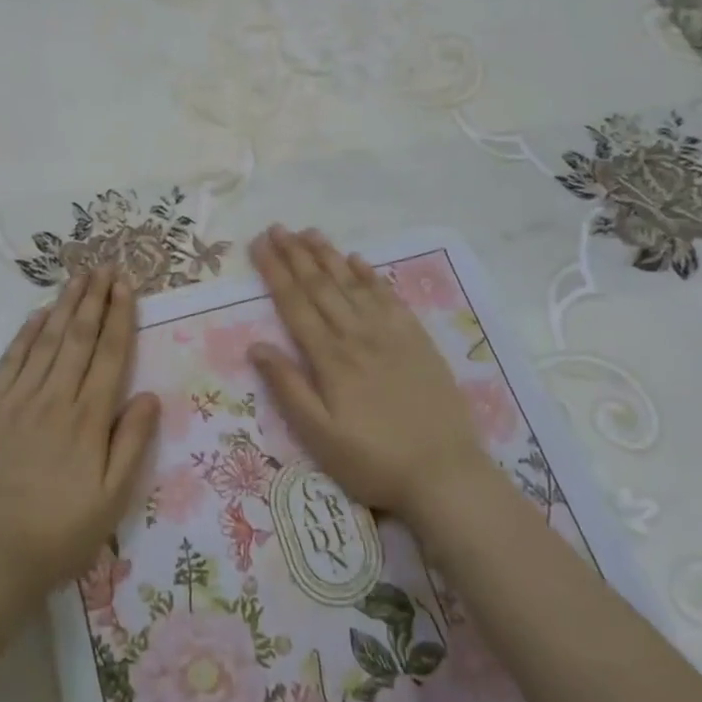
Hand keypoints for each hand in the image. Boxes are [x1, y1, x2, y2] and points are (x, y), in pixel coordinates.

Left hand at [0, 267, 160, 610]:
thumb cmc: (60, 533)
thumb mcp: (112, 499)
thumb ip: (132, 443)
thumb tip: (149, 395)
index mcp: (88, 418)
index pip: (109, 354)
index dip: (119, 316)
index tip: (125, 285)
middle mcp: (55, 398)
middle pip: (78, 337)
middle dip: (94, 298)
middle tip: (104, 266)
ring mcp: (18, 400)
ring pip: (46, 341)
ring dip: (64, 306)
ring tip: (77, 277)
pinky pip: (10, 361)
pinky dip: (25, 334)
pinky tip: (37, 315)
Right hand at [247, 226, 484, 526]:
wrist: (445, 473)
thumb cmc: (374, 461)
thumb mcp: (320, 435)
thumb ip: (288, 387)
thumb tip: (256, 345)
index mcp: (330, 358)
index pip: (295, 304)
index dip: (274, 271)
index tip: (258, 245)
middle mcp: (357, 335)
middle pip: (321, 285)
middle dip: (295, 254)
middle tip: (276, 228)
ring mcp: (391, 334)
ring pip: (353, 283)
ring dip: (328, 255)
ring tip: (308, 232)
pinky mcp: (417, 339)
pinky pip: (389, 297)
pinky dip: (370, 274)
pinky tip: (358, 259)